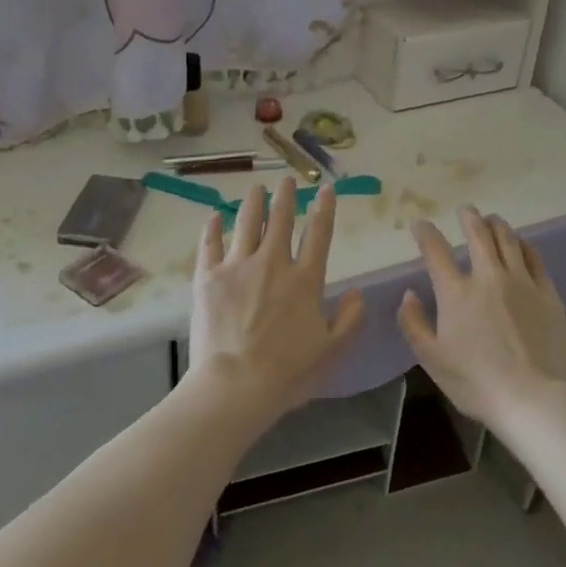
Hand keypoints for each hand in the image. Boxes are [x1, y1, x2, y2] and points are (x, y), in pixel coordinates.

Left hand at [189, 178, 365, 417]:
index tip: (326, 188)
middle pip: (280, 219)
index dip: (325, 208)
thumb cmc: (288, 372)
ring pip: (247, 223)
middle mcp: (273, 263)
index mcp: (305, 279)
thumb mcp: (333, 351)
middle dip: (286, 196)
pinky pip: (210, 244)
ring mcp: (237, 266)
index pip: (319, 233)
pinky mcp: (208, 277)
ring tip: (257, 188)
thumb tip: (356, 293)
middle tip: (286, 180)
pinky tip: (215, 216)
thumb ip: (350, 319)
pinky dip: (213, 228)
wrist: (235, 385)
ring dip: (253, 202)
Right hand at [397, 208, 565, 428]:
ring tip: (492, 219)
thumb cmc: (476, 382)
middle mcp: (488, 277)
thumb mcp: (432, 359)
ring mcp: (521, 282)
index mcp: (456, 292)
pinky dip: (524, 245)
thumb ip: (414, 323)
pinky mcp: (547, 293)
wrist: (532, 399)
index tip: (420, 224)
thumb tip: (409, 295)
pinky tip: (521, 244)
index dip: (425, 233)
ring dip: (496, 225)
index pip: (436, 251)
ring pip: (508, 240)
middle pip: (478, 234)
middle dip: (468, 217)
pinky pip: (534, 257)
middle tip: (465, 210)